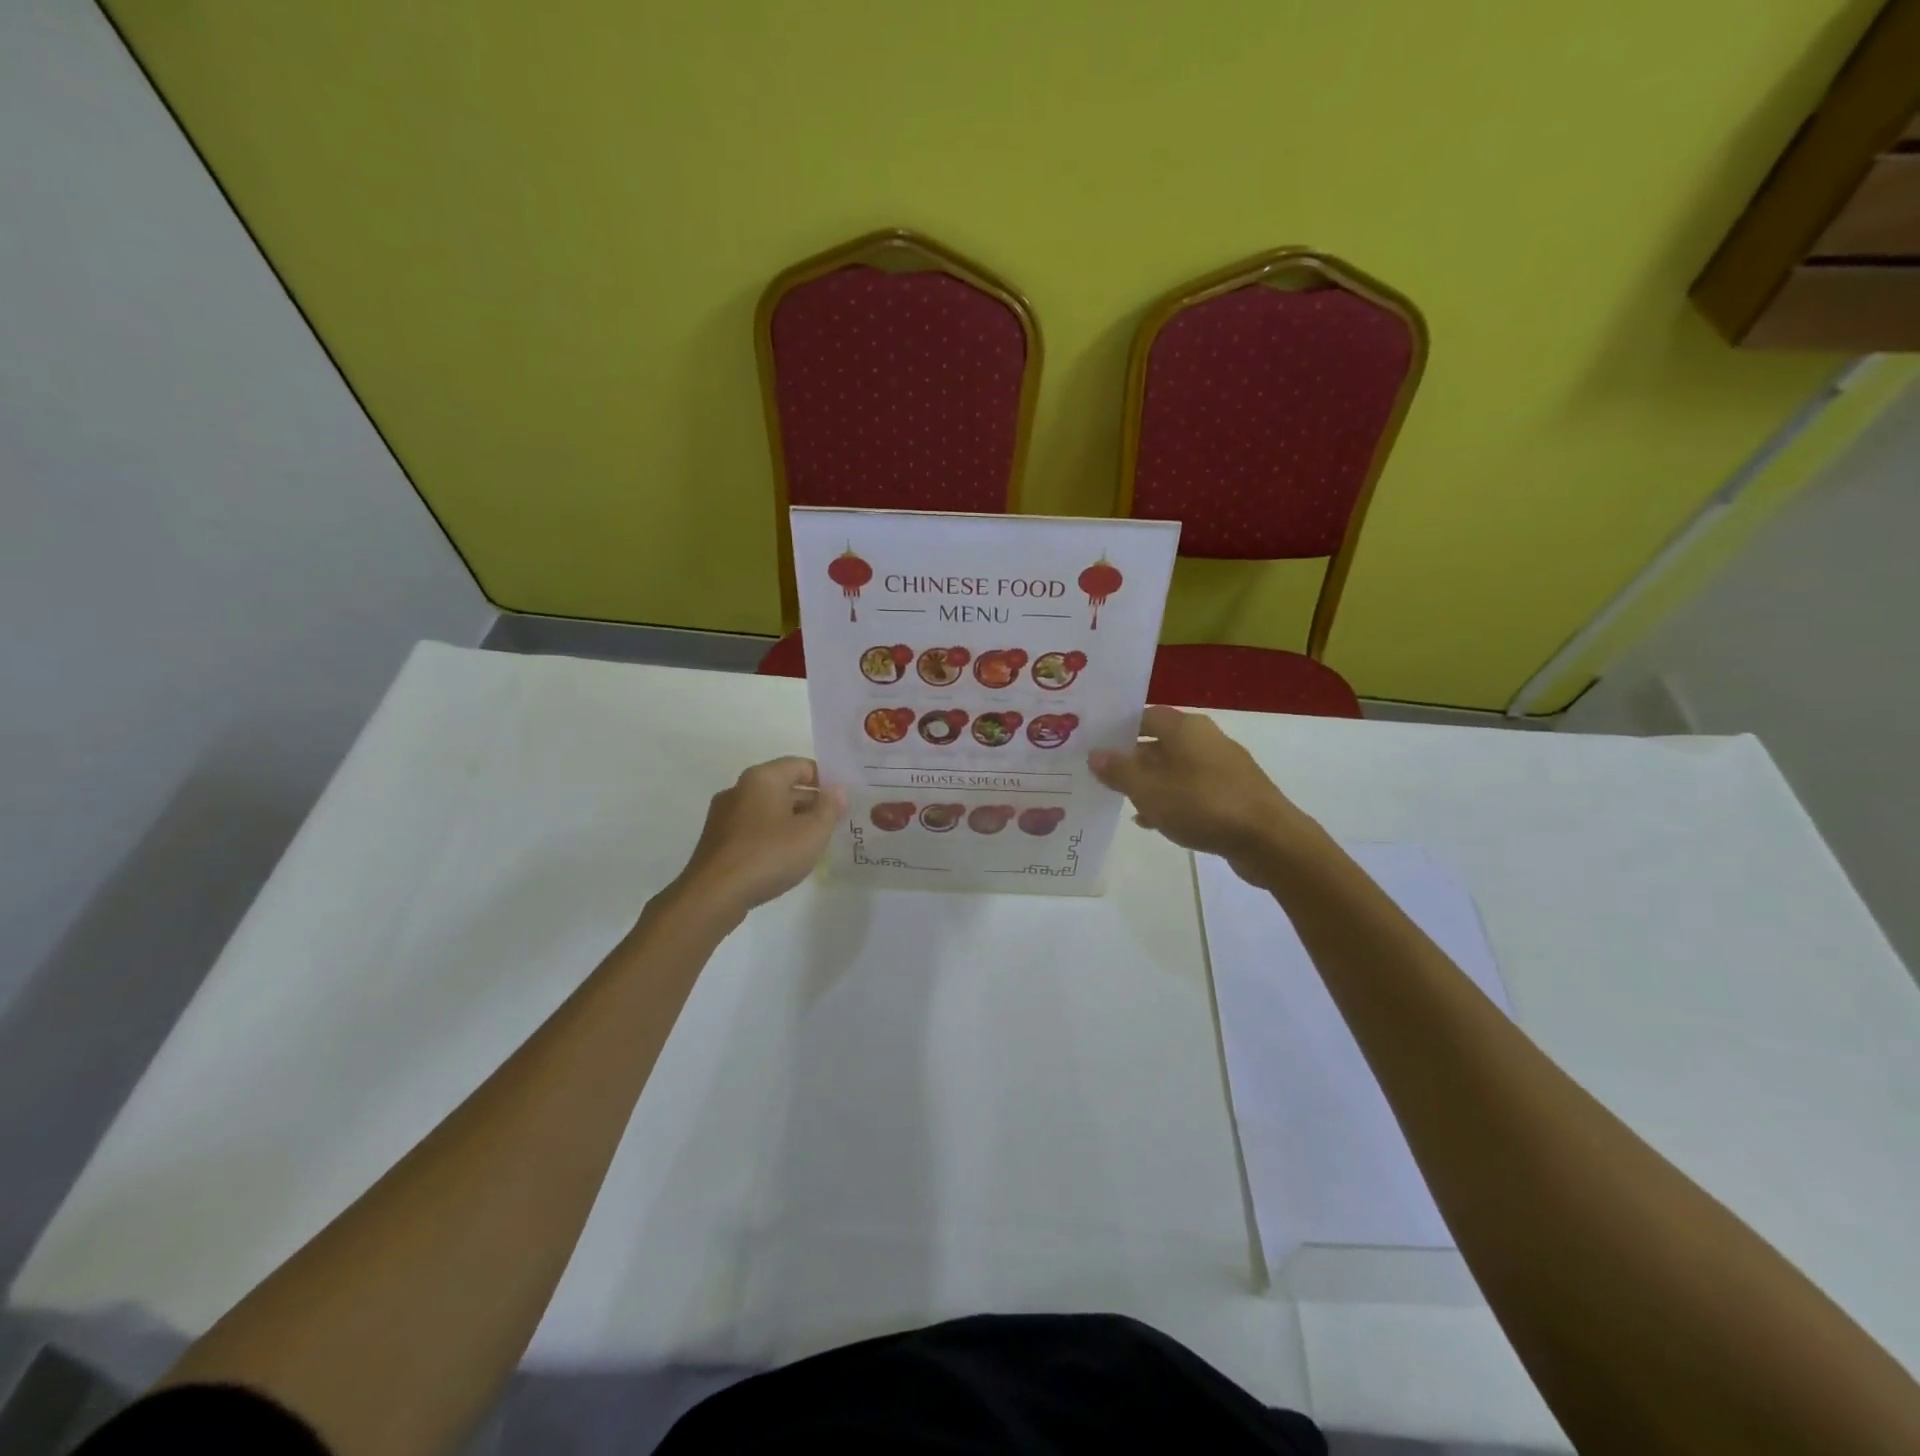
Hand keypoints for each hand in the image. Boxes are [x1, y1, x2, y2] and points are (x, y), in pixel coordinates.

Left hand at [668, 757, 844, 919]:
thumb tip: (838, 790)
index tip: (842, 801)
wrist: (714, 894)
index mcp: (762, 778)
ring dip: (791, 821)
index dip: (825, 780)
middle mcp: (739, 788)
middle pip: (783, 786)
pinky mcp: (717, 839)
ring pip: (767, 809)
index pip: (800, 765)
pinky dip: (771, 835)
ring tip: (812, 844)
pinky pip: (752, 828)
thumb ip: (830, 807)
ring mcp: (724, 815)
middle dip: (810, 803)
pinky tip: (784, 858)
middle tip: (833, 824)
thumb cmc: (769, 854)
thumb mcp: (812, 832)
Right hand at [1088, 706, 1317, 881]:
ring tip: (1124, 801)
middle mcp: (1206, 739)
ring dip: (1151, 783)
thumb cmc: (1202, 804)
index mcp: (1186, 728)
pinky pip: (1193, 790)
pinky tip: (1156, 821)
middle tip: (1103, 777)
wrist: (1268, 840)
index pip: (1145, 716)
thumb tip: (1095, 754)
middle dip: (1132, 760)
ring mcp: (1223, 767)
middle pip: (1160, 742)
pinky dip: (1173, 800)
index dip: (1119, 730)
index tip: (1096, 746)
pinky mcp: (1234, 793)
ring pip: (1176, 769)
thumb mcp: (1149, 789)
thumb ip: (1119, 771)